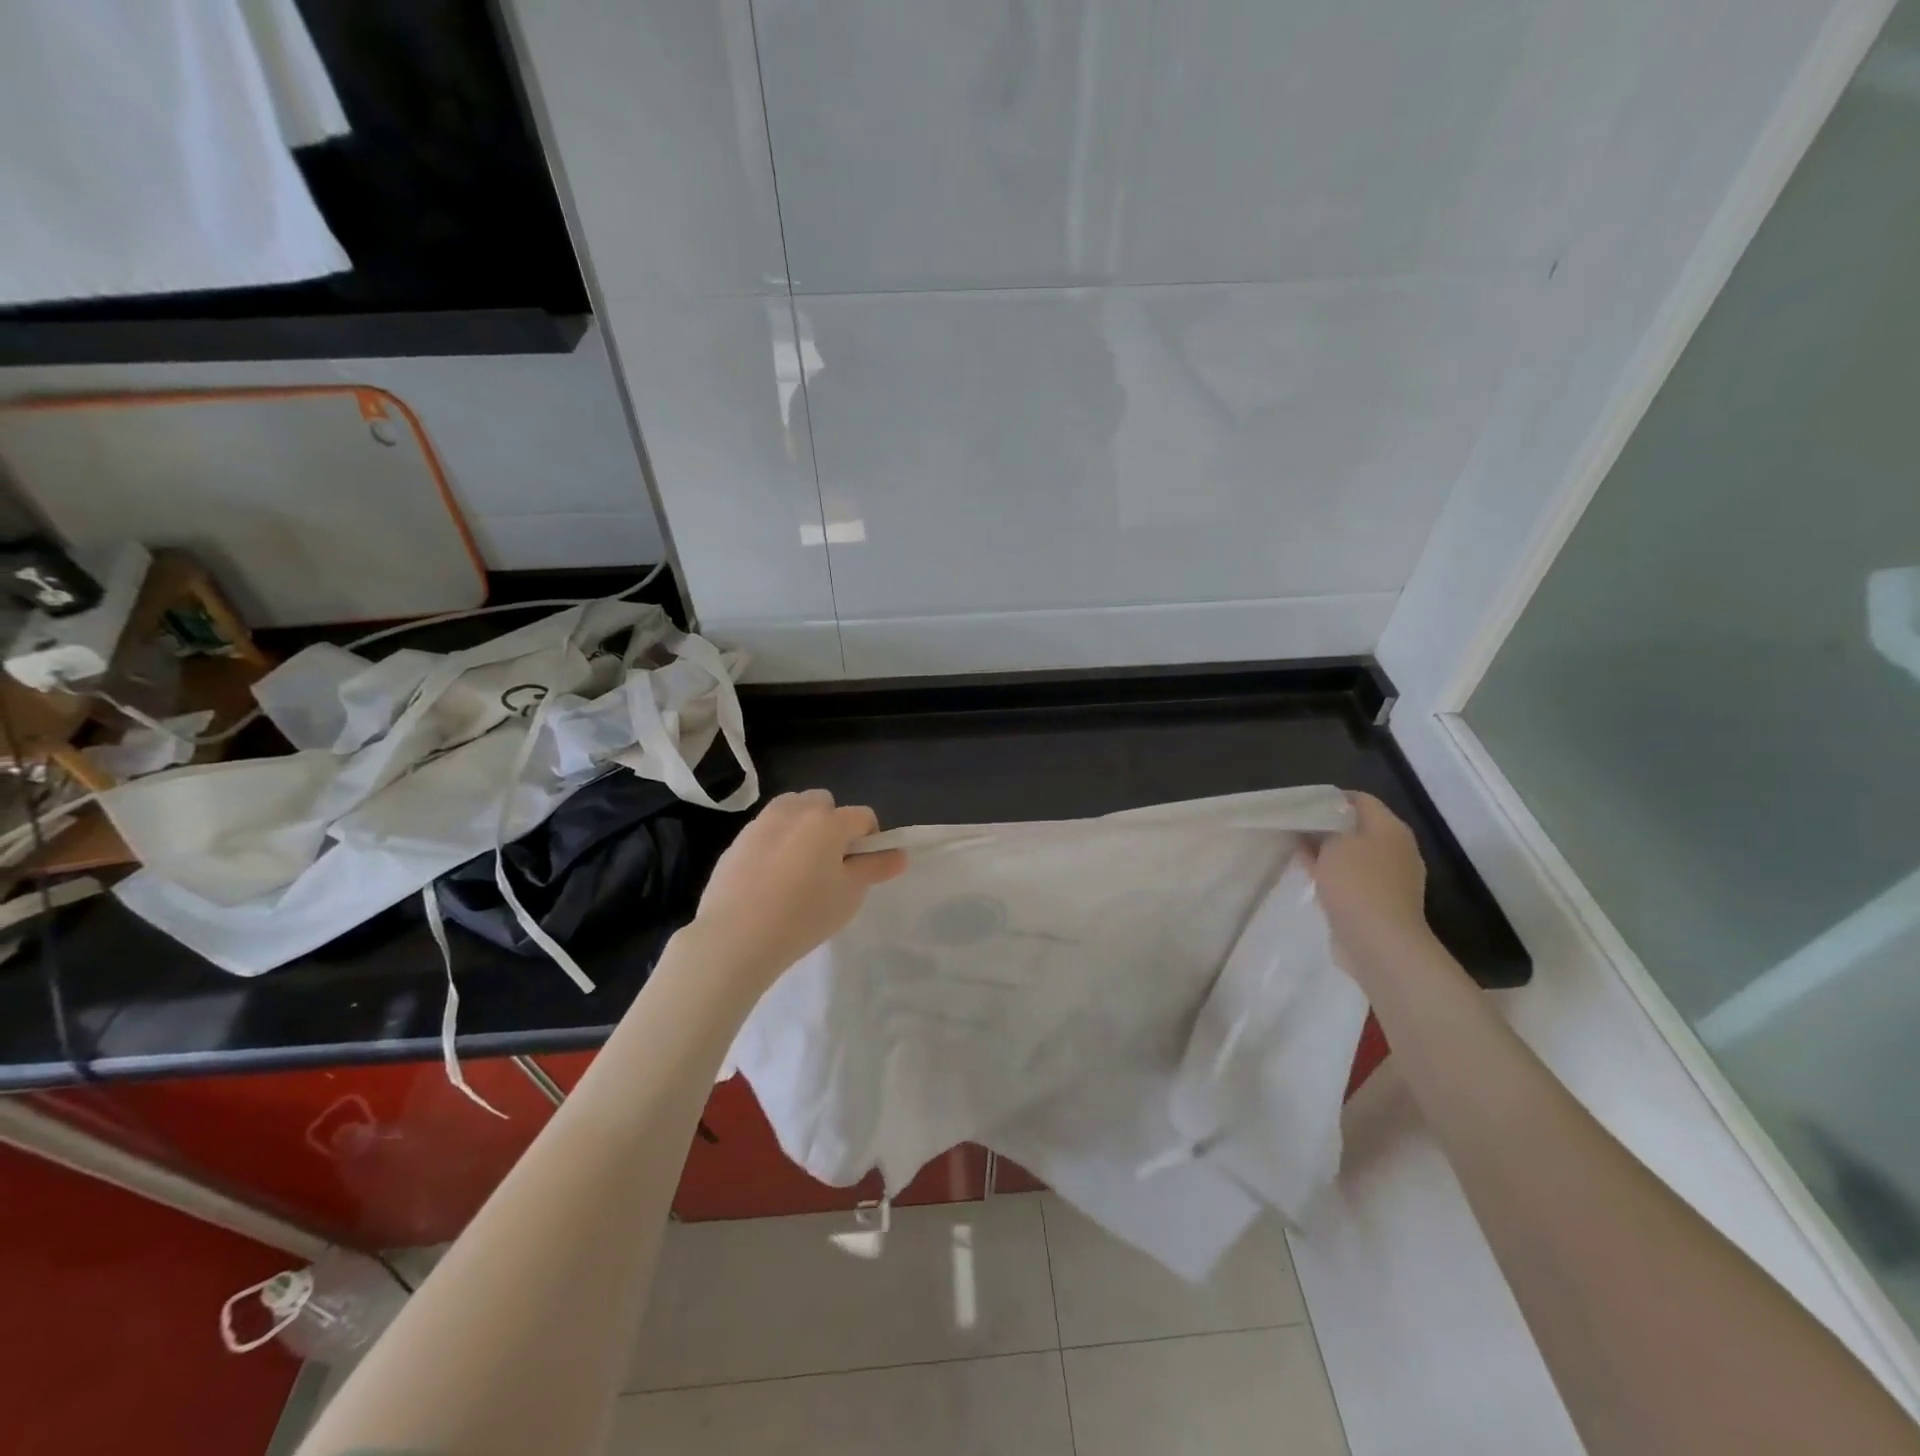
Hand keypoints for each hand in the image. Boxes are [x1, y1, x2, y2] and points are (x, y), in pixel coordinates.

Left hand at [689, 789, 906, 986]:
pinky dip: (776, 842)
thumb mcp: (849, 895)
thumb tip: (900, 854)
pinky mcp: (737, 840)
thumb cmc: (804, 915)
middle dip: (832, 824)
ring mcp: (762, 822)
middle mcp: (795, 811)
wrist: (735, 936)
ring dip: (802, 827)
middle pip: (824, 803)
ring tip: (799, 867)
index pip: (863, 816)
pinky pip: (767, 830)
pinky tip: (770, 879)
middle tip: (829, 864)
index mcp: (828, 821)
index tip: (861, 868)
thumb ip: (875, 868)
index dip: (870, 839)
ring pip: (792, 810)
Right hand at [1301, 792, 1437, 985]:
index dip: (1330, 799)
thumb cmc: (1357, 883)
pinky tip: (1312, 877)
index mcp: (1390, 828)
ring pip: (1353, 854)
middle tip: (1295, 829)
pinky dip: (1334, 875)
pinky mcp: (1380, 902)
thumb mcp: (1332, 843)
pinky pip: (1353, 879)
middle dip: (1327, 827)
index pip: (1360, 799)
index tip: (1302, 806)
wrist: (1379, 942)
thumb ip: (1323, 827)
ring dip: (1328, 853)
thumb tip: (1317, 825)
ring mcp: (1391, 878)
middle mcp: (1397, 849)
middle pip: (1357, 827)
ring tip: (1298, 853)